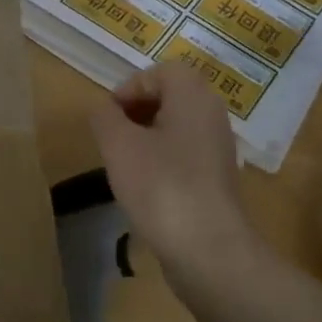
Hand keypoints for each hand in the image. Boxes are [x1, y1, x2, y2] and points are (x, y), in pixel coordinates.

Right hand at [89, 62, 262, 281]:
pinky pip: (185, 154)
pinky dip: (162, 160)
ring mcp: (218, 150)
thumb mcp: (118, 145)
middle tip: (112, 134)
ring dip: (147, 136)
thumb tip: (103, 108)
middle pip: (172, 97)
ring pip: (177, 127)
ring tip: (123, 161)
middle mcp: (213, 117)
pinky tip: (144, 186)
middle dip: (137, 110)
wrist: (207, 249)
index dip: (131, 86)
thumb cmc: (160, 186)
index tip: (108, 114)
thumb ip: (104, 117)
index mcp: (194, 98)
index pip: (163, 72)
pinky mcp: (217, 180)